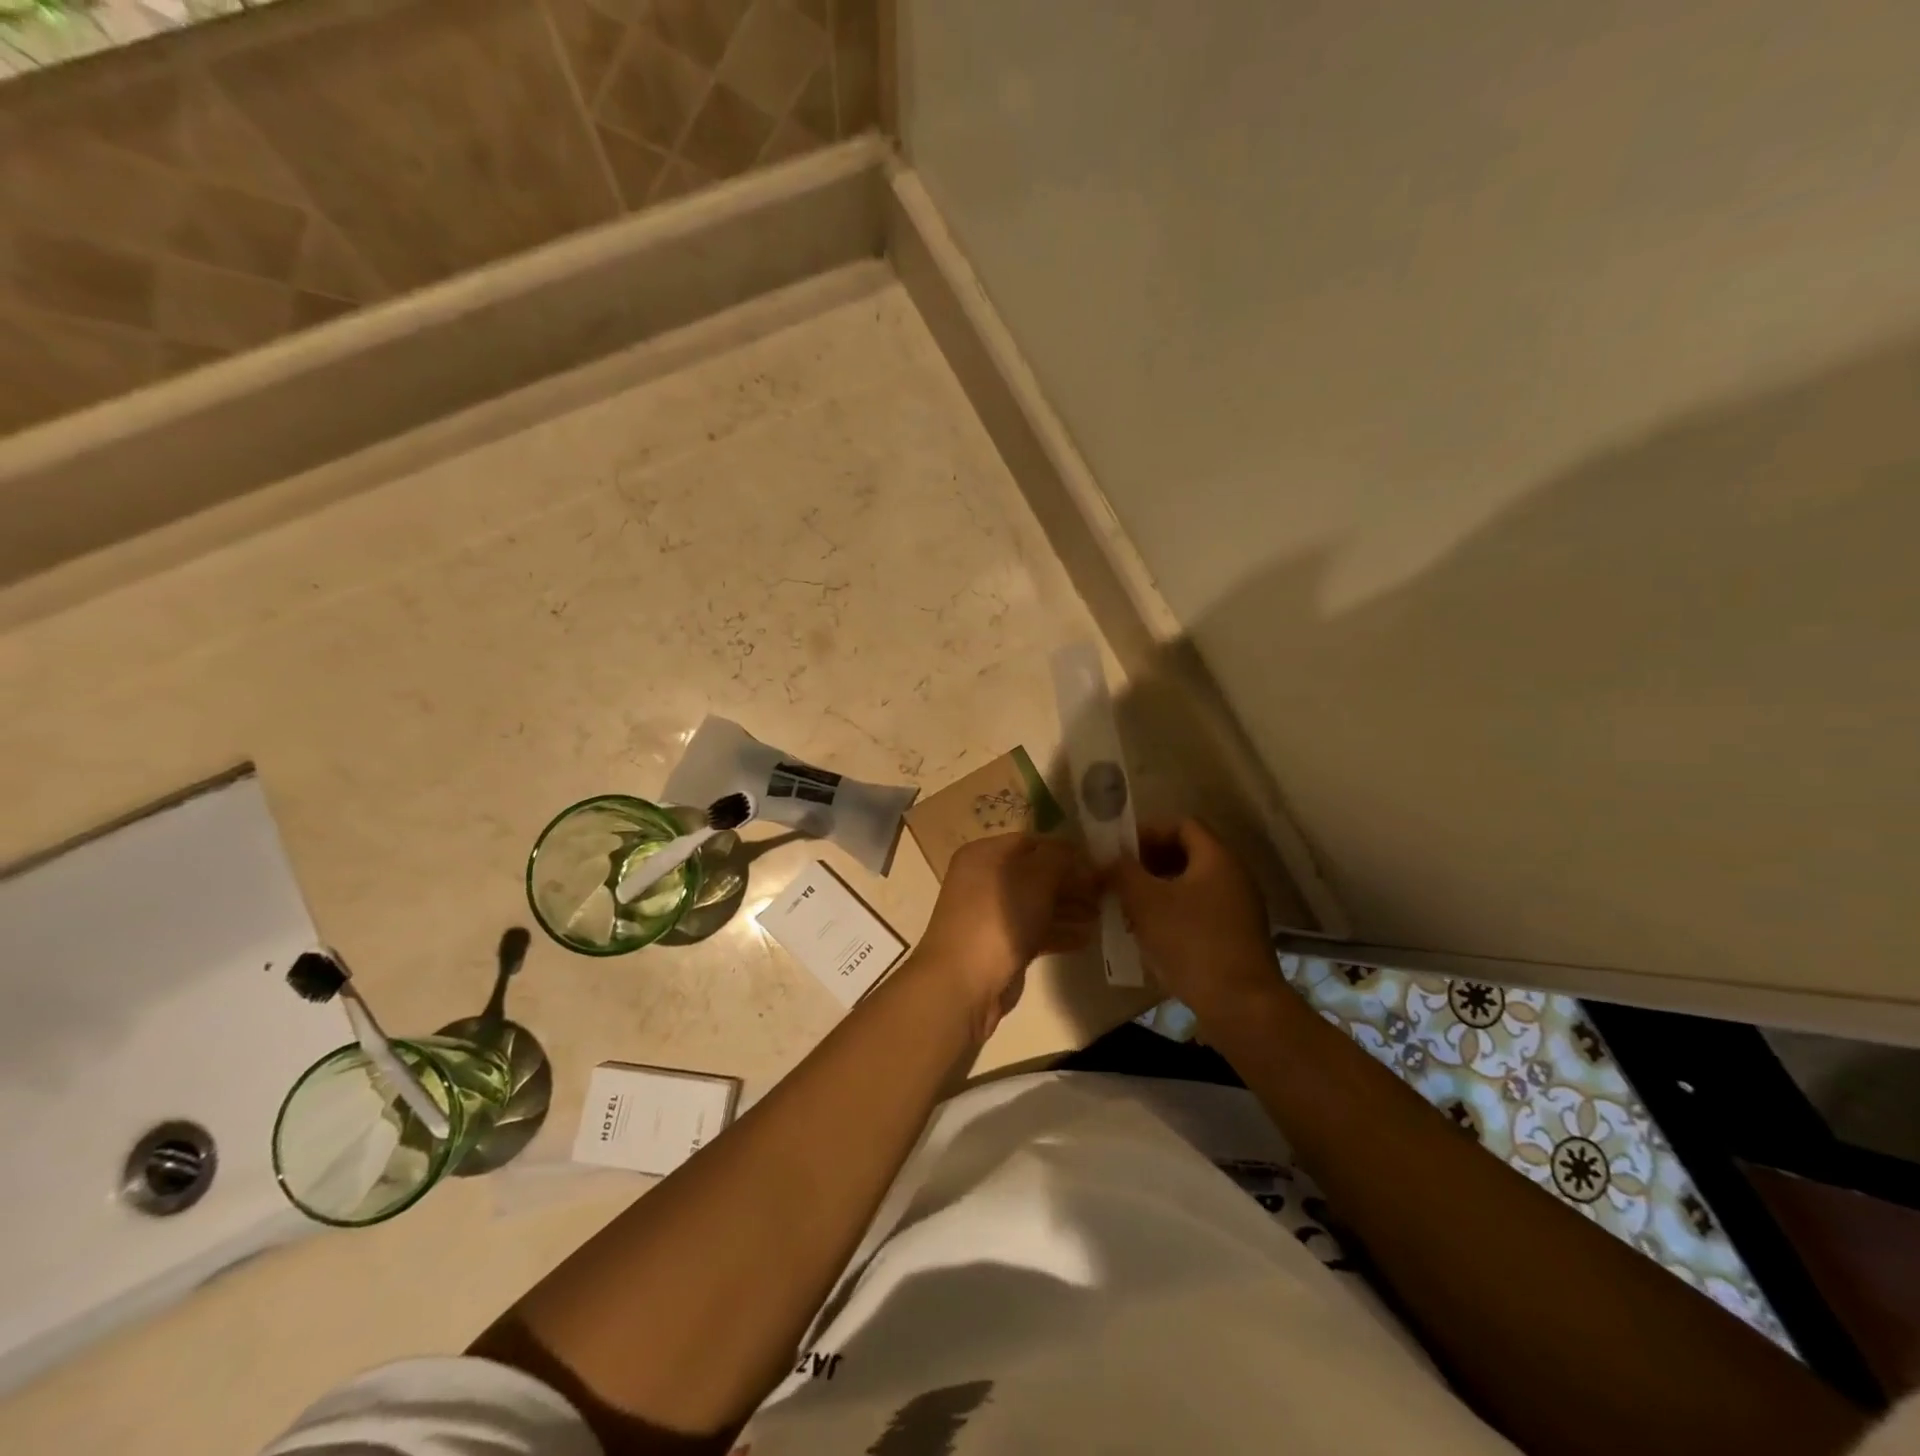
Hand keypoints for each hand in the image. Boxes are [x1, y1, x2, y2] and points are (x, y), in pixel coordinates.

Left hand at [914, 834, 1098, 1041]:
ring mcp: (991, 914)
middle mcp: (984, 879)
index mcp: (984, 854)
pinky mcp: (1000, 945)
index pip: (1031, 842)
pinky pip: (1034, 930)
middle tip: (1105, 892)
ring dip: (1069, 908)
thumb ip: (1059, 858)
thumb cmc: (999, 917)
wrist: (964, 981)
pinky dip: (1058, 932)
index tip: (1097, 863)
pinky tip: (1086, 938)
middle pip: (1035, 874)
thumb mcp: (1035, 877)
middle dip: (1071, 882)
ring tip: (1102, 915)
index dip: (1065, 851)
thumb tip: (1075, 851)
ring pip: (1037, 904)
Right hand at [1110, 819, 1278, 1023]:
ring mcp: (1238, 908)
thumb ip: (1123, 872)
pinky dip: (1172, 912)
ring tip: (1128, 908)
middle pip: (1186, 853)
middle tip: (1119, 878)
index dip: (1148, 831)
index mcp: (1217, 858)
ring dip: (1157, 890)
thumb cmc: (1192, 942)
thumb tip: (1107, 858)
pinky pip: (1199, 910)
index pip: (1182, 825)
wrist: (1241, 1005)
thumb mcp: (1146, 902)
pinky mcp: (1236, 936)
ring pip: (1190, 884)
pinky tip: (1150, 934)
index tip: (1119, 850)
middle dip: (1148, 862)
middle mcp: (1234, 876)